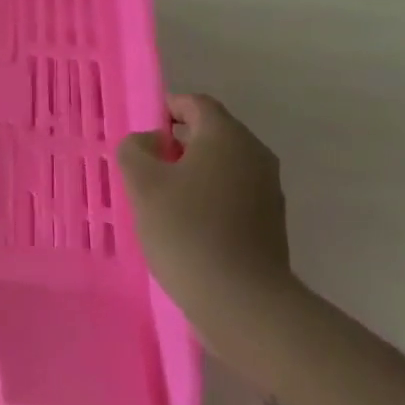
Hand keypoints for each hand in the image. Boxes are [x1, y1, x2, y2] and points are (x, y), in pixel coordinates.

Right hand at [118, 93, 294, 348]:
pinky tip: (186, 226)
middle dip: (176, 144)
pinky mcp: (270, 222)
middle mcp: (254, 154)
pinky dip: (208, 198)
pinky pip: (233, 193)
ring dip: (191, 173)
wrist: (242, 301)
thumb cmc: (186, 230)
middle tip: (144, 169)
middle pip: (211, 133)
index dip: (165, 110)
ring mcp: (268, 189)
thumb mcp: (142, 183)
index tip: (141, 137)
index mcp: (227, 136)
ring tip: (161, 200)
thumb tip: (149, 142)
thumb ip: (135, 149)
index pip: (194, 103)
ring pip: (222, 166)